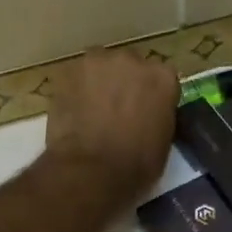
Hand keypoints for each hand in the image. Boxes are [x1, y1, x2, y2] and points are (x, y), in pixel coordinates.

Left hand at [40, 49, 179, 206]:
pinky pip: (75, 76)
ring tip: (91, 108)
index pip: (160, 77)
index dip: (150, 94)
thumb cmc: (136, 165)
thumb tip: (147, 113)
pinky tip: (73, 110)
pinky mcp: (69, 71)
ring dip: (98, 82)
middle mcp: (132, 60)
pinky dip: (75, 89)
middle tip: (116, 108)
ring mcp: (98, 62)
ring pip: (100, 66)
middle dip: (124, 82)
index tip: (144, 108)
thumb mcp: (162, 140)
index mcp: (162, 77)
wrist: (91, 171)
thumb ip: (158, 114)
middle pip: (129, 65)